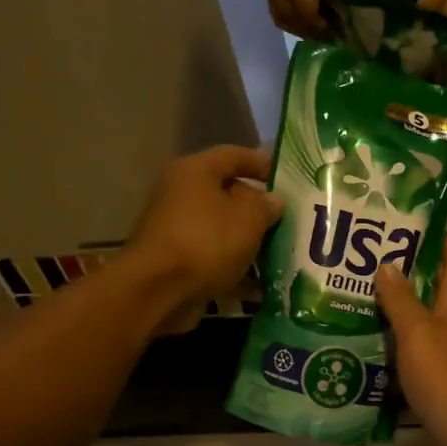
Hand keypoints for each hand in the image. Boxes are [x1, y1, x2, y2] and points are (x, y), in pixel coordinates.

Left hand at [125, 145, 282, 333]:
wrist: (159, 290)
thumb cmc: (207, 241)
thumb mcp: (249, 218)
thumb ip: (267, 205)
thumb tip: (273, 200)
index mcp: (195, 171)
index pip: (234, 155)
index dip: (262, 163)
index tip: (287, 178)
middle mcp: (181, 194)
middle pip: (227, 193)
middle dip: (258, 208)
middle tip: (287, 220)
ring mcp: (176, 229)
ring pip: (222, 228)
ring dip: (249, 241)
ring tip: (279, 254)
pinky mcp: (176, 260)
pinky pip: (213, 257)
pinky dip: (234, 267)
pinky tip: (259, 285)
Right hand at [260, 0, 341, 38]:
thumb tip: (324, 10)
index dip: (312, 17)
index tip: (330, 27)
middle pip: (283, 11)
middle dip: (306, 28)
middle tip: (328, 36)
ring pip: (278, 14)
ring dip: (298, 28)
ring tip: (320, 33)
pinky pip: (277, 8)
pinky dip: (292, 20)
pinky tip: (309, 24)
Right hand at [375, 239, 446, 445]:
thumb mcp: (420, 335)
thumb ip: (402, 302)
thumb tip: (388, 264)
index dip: (444, 242)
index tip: (424, 221)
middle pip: (433, 296)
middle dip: (408, 278)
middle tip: (368, 262)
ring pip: (419, 330)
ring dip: (394, 317)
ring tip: (356, 303)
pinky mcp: (437, 388)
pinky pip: (410, 362)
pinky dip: (391, 354)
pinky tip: (365, 353)